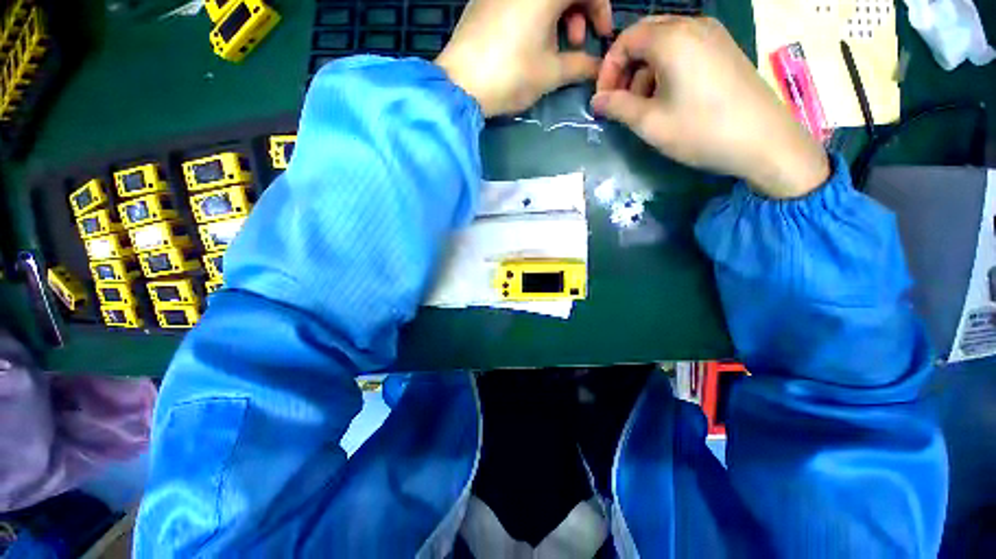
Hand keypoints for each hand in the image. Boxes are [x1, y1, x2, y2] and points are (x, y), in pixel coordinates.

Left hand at [436, 0, 612, 116]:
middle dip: (578, 12)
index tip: (601, 35)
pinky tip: (531, 41)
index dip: (600, 8)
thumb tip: (596, 67)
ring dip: (557, 15)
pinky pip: (520, 0)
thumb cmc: (510, 75)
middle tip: (576, 44)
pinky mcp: (484, 0)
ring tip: (554, 48)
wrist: (460, 85)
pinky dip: (534, 15)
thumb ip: (579, 66)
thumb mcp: (550, 73)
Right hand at [591, 17, 829, 198]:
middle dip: (626, 68)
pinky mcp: (724, 49)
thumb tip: (595, 101)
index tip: (603, 99)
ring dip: (645, 71)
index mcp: (672, 38)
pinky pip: (685, 49)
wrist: (763, 141)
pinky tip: (668, 98)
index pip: (625, 40)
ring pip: (665, 43)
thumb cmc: (700, 130)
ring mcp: (713, 35)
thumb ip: (617, 107)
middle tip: (619, 100)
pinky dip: (667, 69)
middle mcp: (693, 25)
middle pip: (645, 36)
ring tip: (643, 105)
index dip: (607, 69)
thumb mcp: (650, 123)